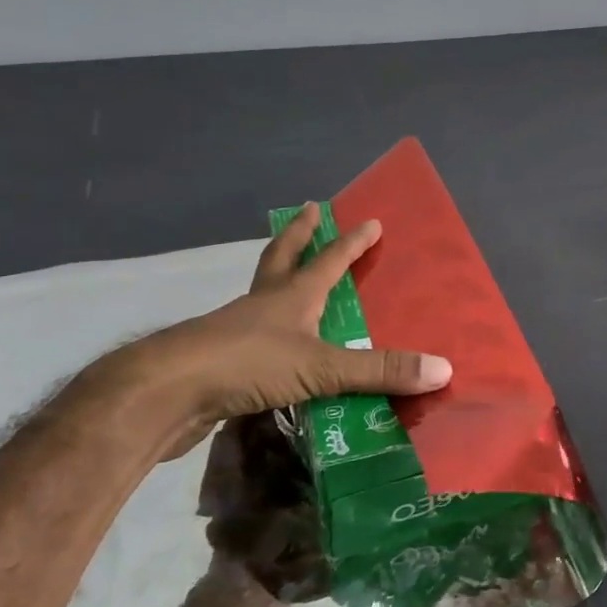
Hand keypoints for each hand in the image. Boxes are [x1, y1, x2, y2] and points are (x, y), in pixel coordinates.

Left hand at [103, 203, 451, 448]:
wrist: (162, 394)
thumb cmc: (246, 364)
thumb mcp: (321, 367)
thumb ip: (380, 371)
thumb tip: (443, 368)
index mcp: (290, 296)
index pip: (329, 260)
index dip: (353, 242)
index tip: (371, 221)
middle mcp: (263, 305)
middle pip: (281, 259)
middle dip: (299, 236)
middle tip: (310, 212)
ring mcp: (235, 332)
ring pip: (262, 297)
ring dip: (279, 283)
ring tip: (293, 283)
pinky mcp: (218, 364)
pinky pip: (252, 343)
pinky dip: (267, 337)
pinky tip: (274, 352)